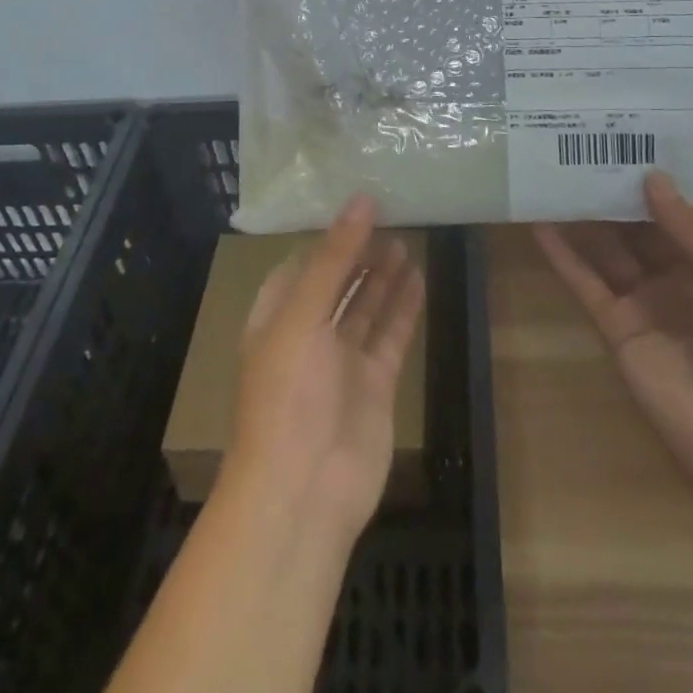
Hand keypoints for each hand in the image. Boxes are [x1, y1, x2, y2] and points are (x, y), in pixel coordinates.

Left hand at [226, 196, 425, 544]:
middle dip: (357, 253)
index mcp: (275, 319)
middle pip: (336, 283)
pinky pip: (390, 334)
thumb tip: (361, 200)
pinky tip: (417, 276)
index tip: (353, 206)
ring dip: (382, 275)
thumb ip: (334, 257)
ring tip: (404, 239)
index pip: (299, 266)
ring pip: (365, 306)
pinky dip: (403, 307)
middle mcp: (307, 336)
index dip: (324, 238)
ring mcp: (342, 361)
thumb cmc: (288, 394)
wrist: (304, 492)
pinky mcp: (374, 383)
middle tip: (388, 215)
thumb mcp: (302, 315)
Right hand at [534, 172, 692, 502]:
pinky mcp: (614, 324)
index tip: (644, 134)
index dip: (670, 176)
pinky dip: (561, 254)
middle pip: (641, 224)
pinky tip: (538, 221)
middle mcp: (679, 276)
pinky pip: (584, 281)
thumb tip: (652, 176)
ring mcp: (644, 300)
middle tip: (588, 141)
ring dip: (585, 214)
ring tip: (556, 169)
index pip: (690, 210)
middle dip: (619, 188)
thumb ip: (690, 228)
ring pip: (608, 247)